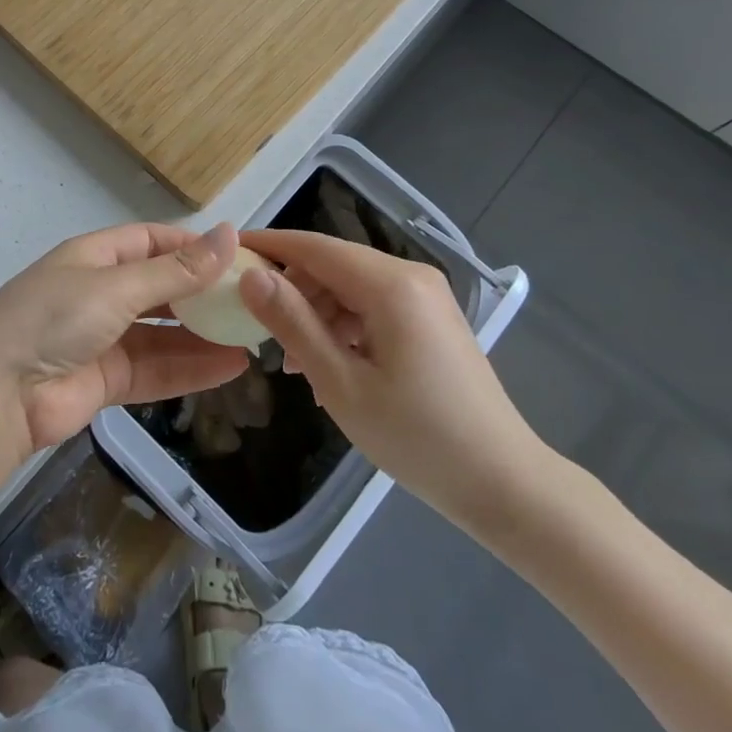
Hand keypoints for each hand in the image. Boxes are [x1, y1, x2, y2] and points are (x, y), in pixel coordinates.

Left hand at [0, 222, 251, 461]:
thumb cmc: (53, 318)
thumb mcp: (116, 286)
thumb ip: (175, 270)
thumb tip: (228, 235)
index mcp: (96, 256)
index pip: (152, 240)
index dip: (192, 245)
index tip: (238, 254)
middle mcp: (102, 292)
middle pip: (162, 286)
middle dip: (204, 293)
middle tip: (254, 300)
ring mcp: (105, 338)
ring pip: (165, 332)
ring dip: (204, 334)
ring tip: (254, 335)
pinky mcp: (109, 380)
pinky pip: (158, 369)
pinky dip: (192, 368)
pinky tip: (232, 367)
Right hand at [238, 228, 555, 542]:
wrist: (505, 486)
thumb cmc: (418, 438)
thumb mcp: (341, 383)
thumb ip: (293, 323)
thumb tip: (250, 276)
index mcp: (391, 284)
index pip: (314, 247)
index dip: (268, 245)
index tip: (226, 253)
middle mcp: (410, 276)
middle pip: (332, 265)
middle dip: (291, 290)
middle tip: (257, 328)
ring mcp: (425, 297)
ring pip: (350, 287)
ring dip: (315, 315)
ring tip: (294, 364)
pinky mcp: (430, 319)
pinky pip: (372, 307)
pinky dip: (343, 327)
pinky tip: (328, 368)